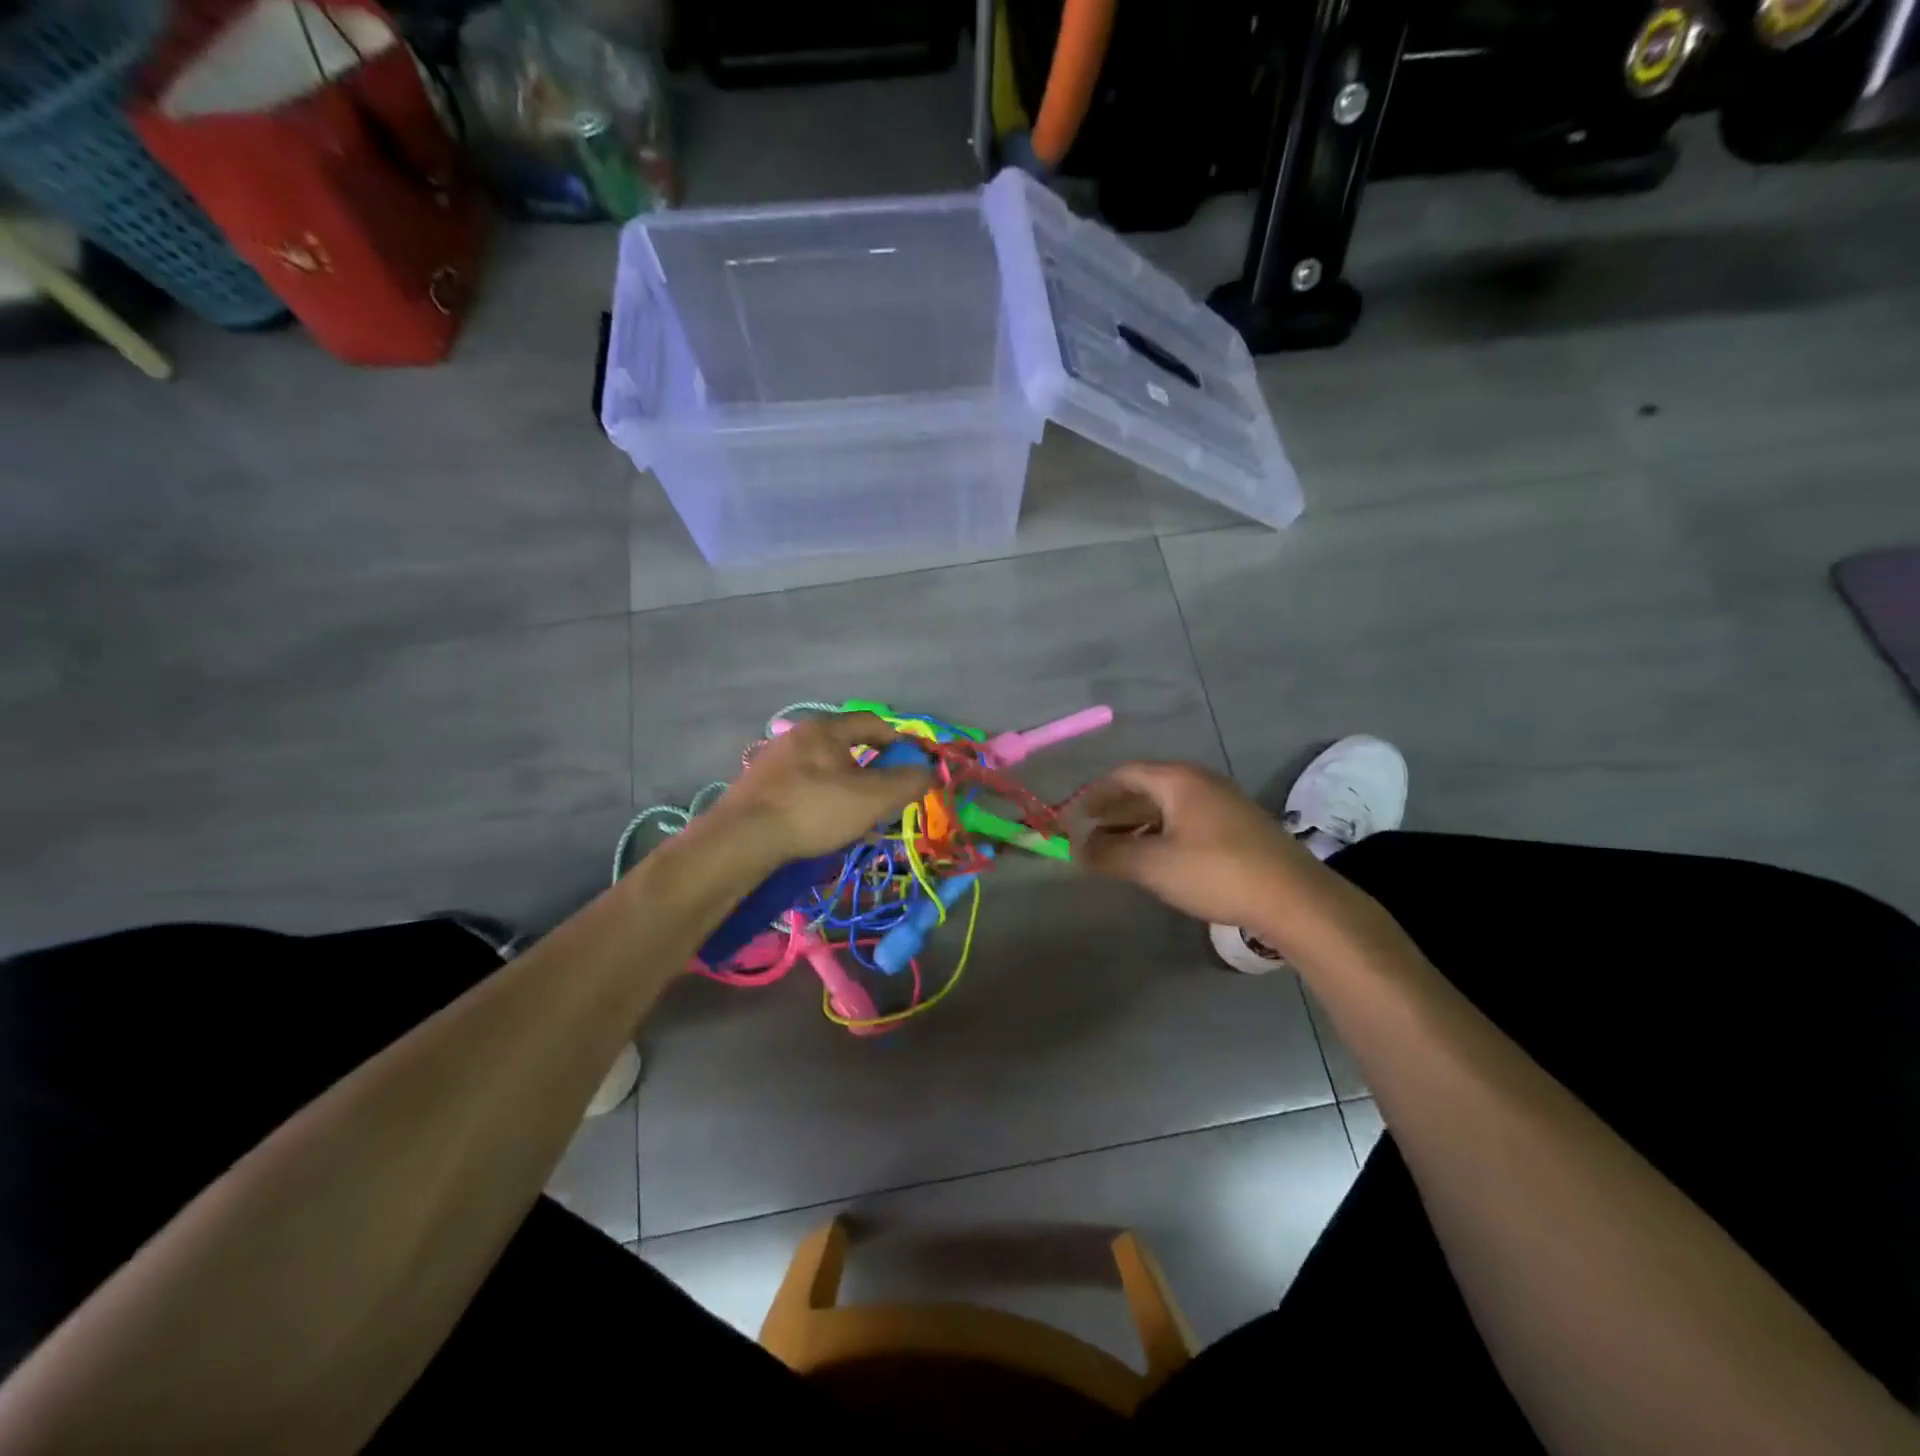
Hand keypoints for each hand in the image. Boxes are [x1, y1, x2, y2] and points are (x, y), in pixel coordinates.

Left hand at [708, 712, 933, 860]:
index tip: (912, 766)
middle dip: (872, 771)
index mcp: (826, 729)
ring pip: (824, 769)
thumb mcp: (872, 798)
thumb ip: (907, 782)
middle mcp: (798, 736)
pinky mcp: (758, 786)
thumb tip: (930, 772)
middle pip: (847, 746)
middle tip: (885, 798)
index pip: (873, 723)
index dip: (899, 741)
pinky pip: (802, 787)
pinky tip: (822, 827)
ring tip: (856, 819)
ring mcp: (773, 760)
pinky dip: (821, 801)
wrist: (743, 838)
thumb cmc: (814, 809)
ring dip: (847, 789)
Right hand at [1073, 761, 1321, 929]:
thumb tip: (1076, 849)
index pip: (1126, 774)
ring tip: (1118, 850)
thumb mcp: (1153, 865)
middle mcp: (1201, 782)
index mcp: (1179, 780)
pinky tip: (1158, 859)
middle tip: (1091, 833)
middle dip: (1115, 810)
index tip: (1075, 816)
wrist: (1294, 899)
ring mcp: (1224, 804)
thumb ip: (1109, 854)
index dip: (1096, 793)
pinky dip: (1163, 833)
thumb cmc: (1215, 872)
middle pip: (1147, 787)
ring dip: (1138, 824)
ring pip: (1169, 806)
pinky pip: (1188, 821)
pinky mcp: (1239, 828)